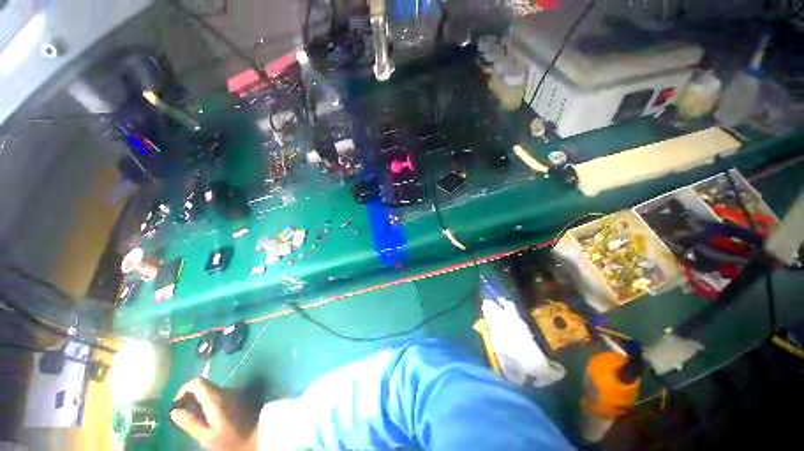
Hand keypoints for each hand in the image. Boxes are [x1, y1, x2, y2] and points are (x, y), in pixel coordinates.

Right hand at [170, 378, 257, 450]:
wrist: (258, 436)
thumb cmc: (231, 440)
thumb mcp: (207, 436)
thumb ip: (190, 423)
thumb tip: (174, 411)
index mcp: (216, 398)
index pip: (197, 382)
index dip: (184, 390)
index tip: (178, 405)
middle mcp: (226, 390)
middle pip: (204, 385)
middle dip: (191, 397)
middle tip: (184, 414)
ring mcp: (235, 391)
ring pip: (212, 390)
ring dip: (201, 400)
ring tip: (195, 417)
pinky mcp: (239, 395)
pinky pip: (220, 394)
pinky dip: (211, 401)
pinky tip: (209, 416)